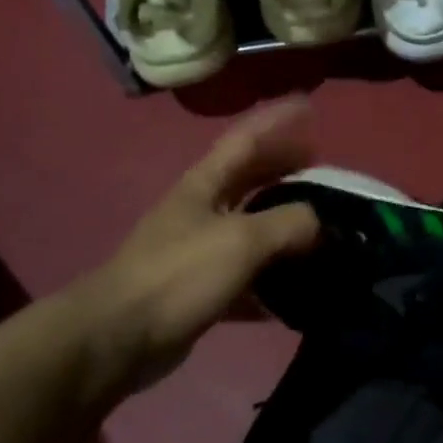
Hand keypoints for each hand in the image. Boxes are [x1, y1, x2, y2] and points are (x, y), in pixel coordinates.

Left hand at [64, 100, 320, 390]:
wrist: (119, 336)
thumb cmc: (179, 274)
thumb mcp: (241, 240)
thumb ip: (288, 224)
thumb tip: (321, 223)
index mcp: (205, 185)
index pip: (246, 140)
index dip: (277, 121)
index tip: (309, 105)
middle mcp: (202, 212)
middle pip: (250, 180)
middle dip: (284, 169)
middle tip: (323, 169)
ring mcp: (200, 253)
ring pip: (252, 230)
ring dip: (284, 226)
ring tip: (322, 227)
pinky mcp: (202, 292)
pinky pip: (247, 279)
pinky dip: (273, 282)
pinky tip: (298, 292)